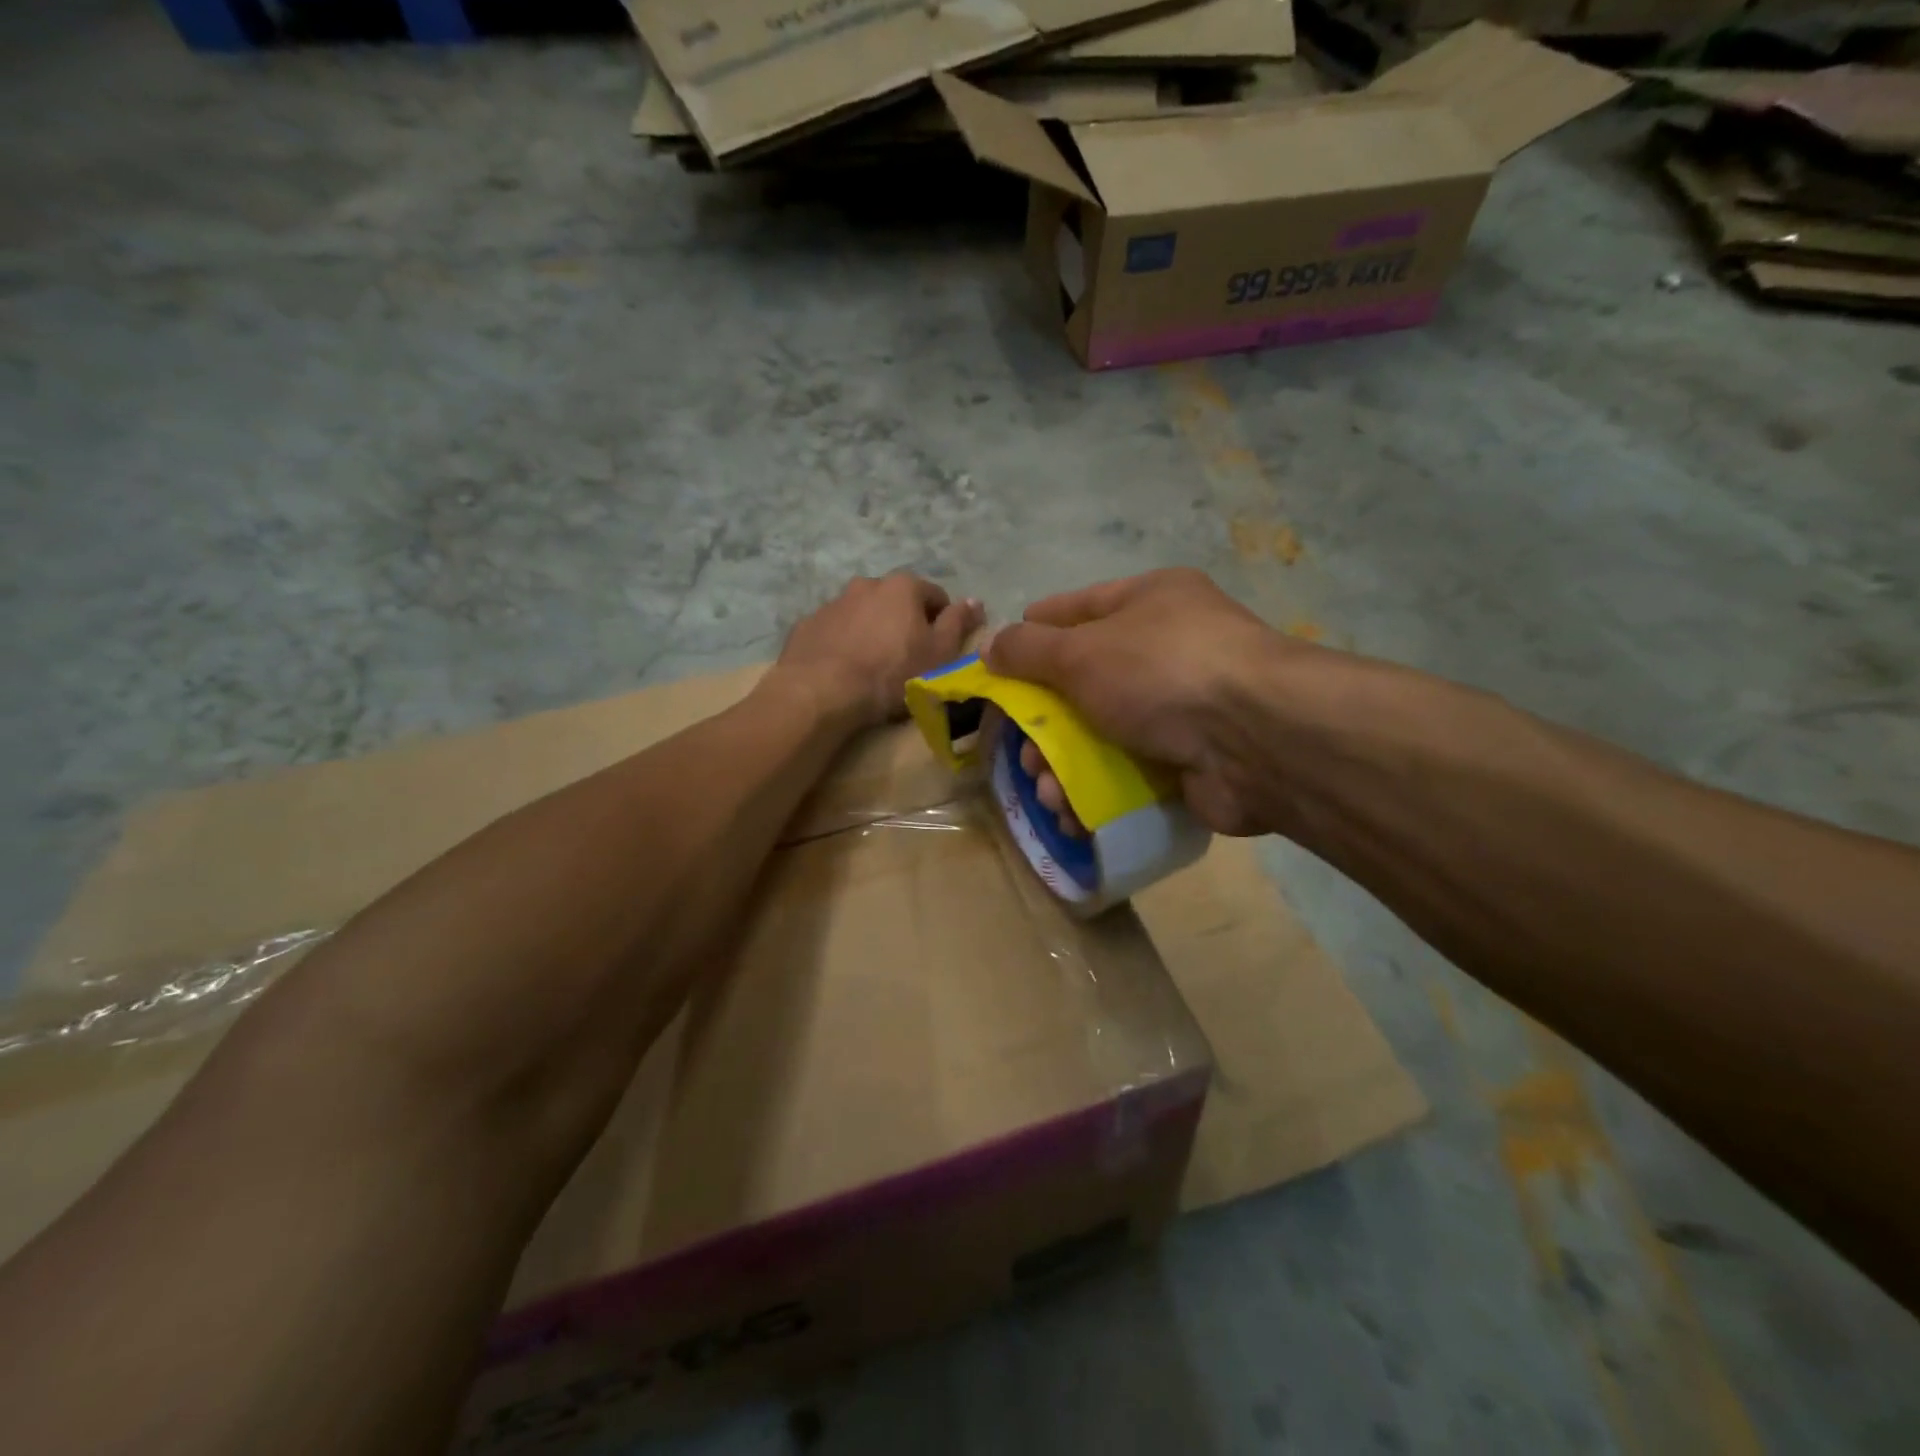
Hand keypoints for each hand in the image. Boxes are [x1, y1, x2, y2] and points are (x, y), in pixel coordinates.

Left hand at [776, 573, 982, 727]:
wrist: (822, 691)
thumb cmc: (891, 672)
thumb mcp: (939, 653)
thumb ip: (958, 623)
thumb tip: (976, 601)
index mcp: (903, 586)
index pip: (935, 596)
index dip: (943, 621)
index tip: (940, 649)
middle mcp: (866, 584)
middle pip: (896, 601)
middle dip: (904, 622)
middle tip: (907, 657)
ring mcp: (833, 602)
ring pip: (863, 613)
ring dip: (872, 630)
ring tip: (873, 665)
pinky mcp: (807, 624)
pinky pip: (835, 630)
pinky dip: (843, 642)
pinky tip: (844, 669)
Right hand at [985, 569, 1315, 834]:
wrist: (1258, 740)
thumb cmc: (1162, 673)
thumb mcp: (1082, 651)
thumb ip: (1028, 649)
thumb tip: (989, 646)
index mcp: (1148, 601)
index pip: (1073, 609)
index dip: (1030, 636)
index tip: (995, 668)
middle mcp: (1166, 647)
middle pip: (1082, 682)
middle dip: (1043, 723)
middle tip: (1023, 752)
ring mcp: (1181, 706)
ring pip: (1100, 733)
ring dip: (1063, 765)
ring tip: (1046, 792)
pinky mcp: (1188, 758)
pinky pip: (1126, 771)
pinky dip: (1095, 791)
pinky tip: (1072, 812)